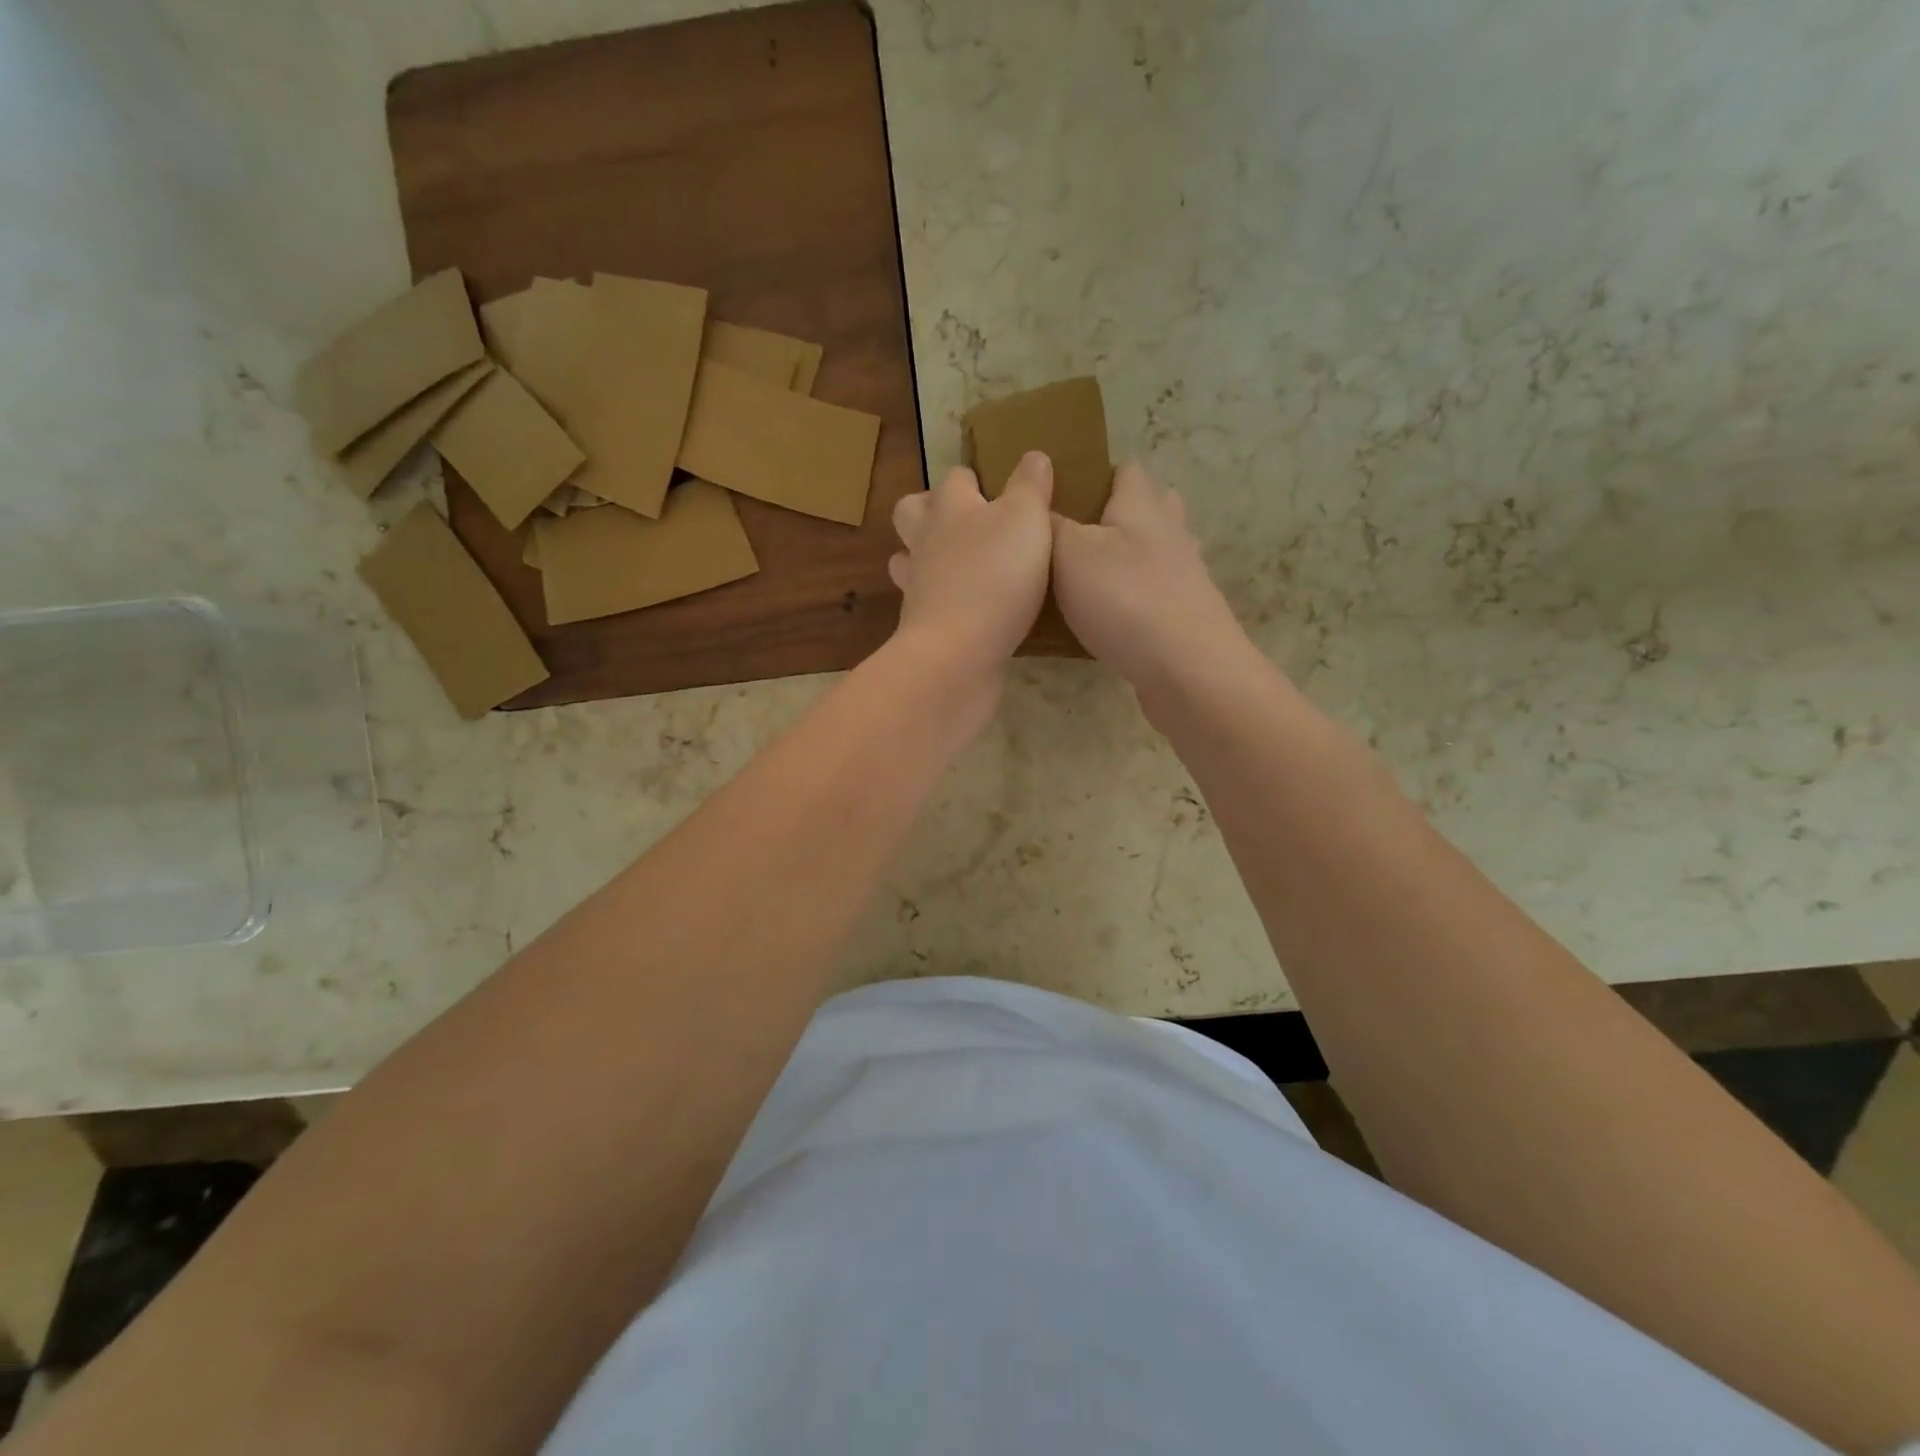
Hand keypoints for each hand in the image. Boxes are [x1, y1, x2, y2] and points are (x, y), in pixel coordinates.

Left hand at [888, 452, 1054, 682]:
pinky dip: (941, 600)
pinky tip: (967, 609)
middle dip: (931, 510)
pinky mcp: (921, 626)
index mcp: (950, 507)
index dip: (975, 479)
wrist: (956, 655)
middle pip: (911, 512)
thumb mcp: (1027, 519)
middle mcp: (925, 542)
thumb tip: (1033, 456)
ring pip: (909, 559)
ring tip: (961, 565)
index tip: (998, 488)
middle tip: (968, 523)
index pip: (956, 478)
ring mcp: (917, 586)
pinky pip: (925, 602)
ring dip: (927, 557)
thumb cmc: (995, 577)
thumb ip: (1031, 486)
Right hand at [1052, 462, 1251, 699]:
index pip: (1126, 471)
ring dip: (1130, 559)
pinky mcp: (1187, 617)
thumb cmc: (1123, 598)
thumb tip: (1037, 501)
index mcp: (1141, 505)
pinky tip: (1112, 620)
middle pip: (1150, 508)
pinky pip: (1158, 594)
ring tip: (1090, 580)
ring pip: (1157, 553)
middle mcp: (1170, 532)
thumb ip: (1050, 523)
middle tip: (1074, 539)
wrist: (1186, 668)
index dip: (1097, 475)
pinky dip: (1137, 599)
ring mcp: (1185, 577)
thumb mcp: (1068, 552)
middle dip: (1118, 515)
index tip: (1063, 495)